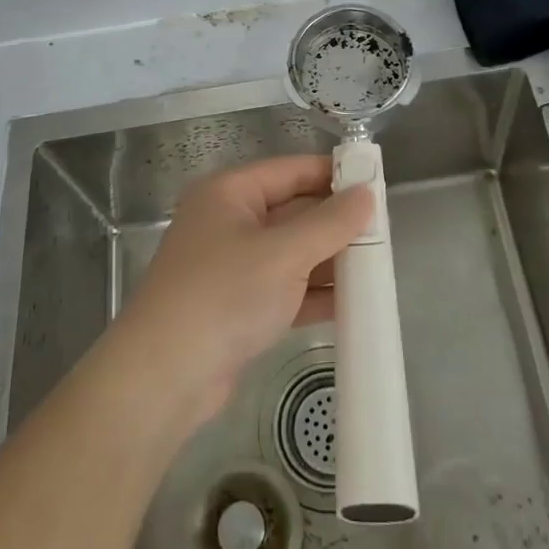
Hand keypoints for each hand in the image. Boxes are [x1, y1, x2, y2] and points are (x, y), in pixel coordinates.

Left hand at [116, 156, 372, 425]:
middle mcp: (229, 222)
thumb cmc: (223, 295)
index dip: (333, 175)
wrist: (164, 378)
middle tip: (384, 232)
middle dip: (336, 222)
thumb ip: (330, 223)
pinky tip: (353, 303)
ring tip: (378, 266)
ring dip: (329, 260)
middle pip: (293, 211)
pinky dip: (314, 293)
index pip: (291, 170)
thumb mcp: (284, 253)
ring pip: (291, 252)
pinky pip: (285, 288)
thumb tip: (367, 194)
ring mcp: (232, 266)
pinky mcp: (238, 306)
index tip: (377, 184)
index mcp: (230, 193)